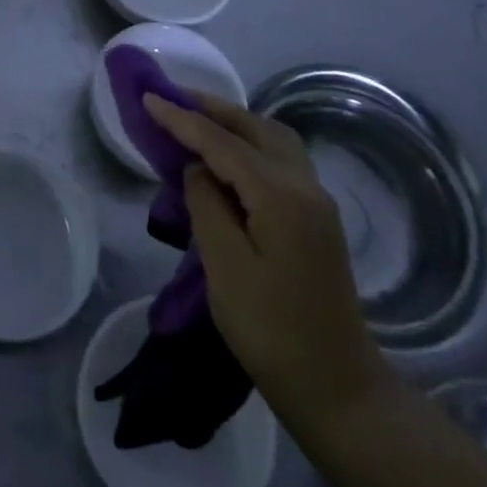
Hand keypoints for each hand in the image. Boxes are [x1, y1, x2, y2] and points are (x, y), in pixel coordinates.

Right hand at [144, 92, 392, 439]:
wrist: (339, 390)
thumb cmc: (272, 331)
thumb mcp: (225, 267)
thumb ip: (207, 204)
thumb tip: (199, 169)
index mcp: (281, 195)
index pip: (222, 142)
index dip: (182, 119)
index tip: (147, 96)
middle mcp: (305, 186)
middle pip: (255, 127)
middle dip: (211, 109)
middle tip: (171, 99)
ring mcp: (316, 201)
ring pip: (272, 139)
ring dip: (233, 123)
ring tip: (195, 121)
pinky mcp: (317, 219)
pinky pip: (279, 160)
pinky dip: (249, 144)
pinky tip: (228, 157)